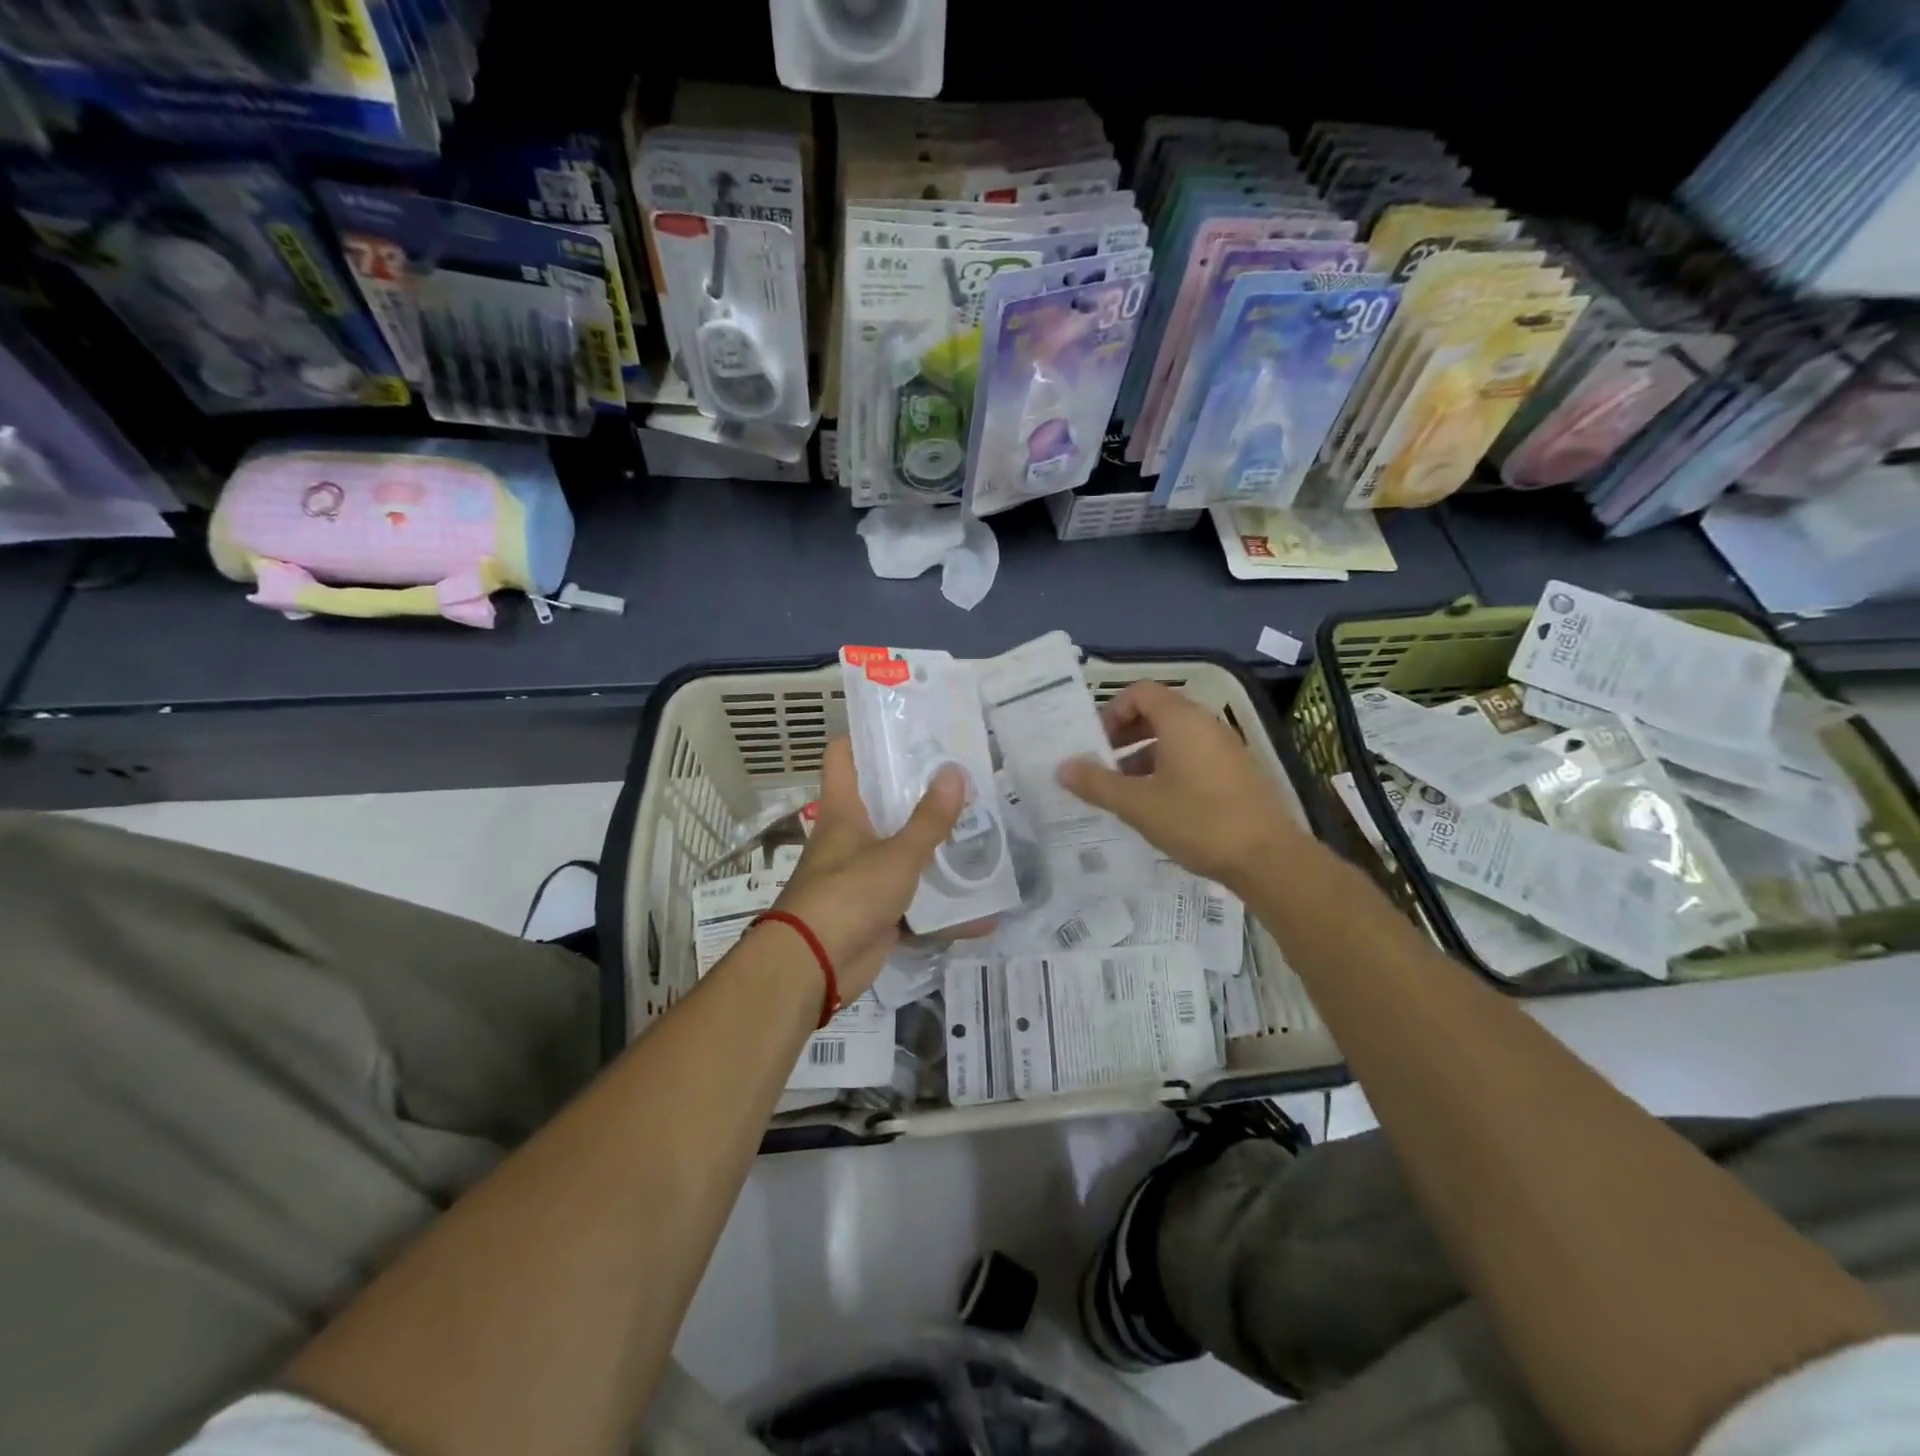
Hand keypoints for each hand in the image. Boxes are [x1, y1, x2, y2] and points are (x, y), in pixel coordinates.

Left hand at [769, 738, 967, 1000]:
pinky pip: (916, 903)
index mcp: (845, 810)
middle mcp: (851, 837)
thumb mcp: (897, 854)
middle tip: (967, 779)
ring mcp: (863, 876)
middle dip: (923, 793)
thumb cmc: (848, 895)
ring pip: (905, 853)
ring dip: (939, 850)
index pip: (844, 755)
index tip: (909, 727)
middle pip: (885, 802)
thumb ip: (929, 819)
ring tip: (983, 835)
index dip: (868, 736)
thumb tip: (956, 771)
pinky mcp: (877, 912)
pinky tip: (984, 911)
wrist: (813, 967)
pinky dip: (946, 910)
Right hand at [1057, 680, 1302, 889]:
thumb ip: (1096, 783)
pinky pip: (1194, 756)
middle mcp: (1206, 724)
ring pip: (1175, 738)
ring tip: (1124, 791)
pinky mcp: (1237, 772)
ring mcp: (1225, 748)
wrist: (1268, 858)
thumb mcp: (1137, 804)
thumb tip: (1062, 767)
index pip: (1140, 692)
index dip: (1112, 712)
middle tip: (1102, 765)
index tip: (1095, 744)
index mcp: (1181, 720)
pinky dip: (1168, 768)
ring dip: (1144, 755)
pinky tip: (1157, 805)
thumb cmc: (1197, 821)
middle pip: (1157, 713)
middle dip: (1124, 735)